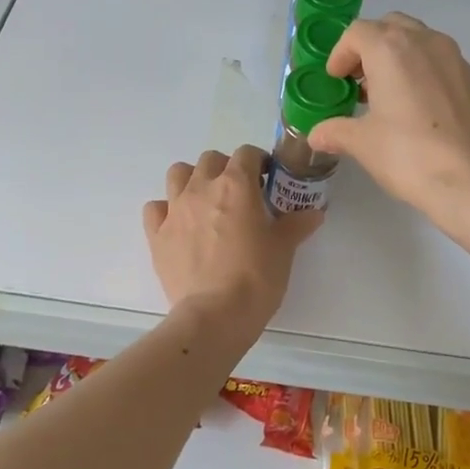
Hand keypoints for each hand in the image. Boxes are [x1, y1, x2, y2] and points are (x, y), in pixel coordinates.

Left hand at [143, 146, 322, 333]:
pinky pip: (155, 208)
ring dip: (192, 180)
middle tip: (239, 194)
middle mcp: (202, 188)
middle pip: (210, 159)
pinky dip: (166, 210)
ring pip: (178, 173)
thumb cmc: (256, 277)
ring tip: (206, 202)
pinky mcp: (157, 234)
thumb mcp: (284, 249)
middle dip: (226, 169)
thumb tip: (314, 213)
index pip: (246, 153)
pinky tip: (179, 225)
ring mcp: (175, 209)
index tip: (266, 179)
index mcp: (236, 184)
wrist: (215, 315)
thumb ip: (297, 224)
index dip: (258, 162)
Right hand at [307, 13, 469, 222]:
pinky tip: (417, 108)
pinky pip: (439, 61)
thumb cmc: (408, 154)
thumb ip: (336, 131)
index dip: (340, 54)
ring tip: (387, 95)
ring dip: (397, 57)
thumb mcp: (362, 143)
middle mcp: (424, 42)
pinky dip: (422, 71)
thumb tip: (316, 135)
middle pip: (390, 27)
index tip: (335, 80)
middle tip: (358, 80)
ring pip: (418, 40)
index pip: (357, 33)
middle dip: (369, 48)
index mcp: (391, 49)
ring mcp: (454, 58)